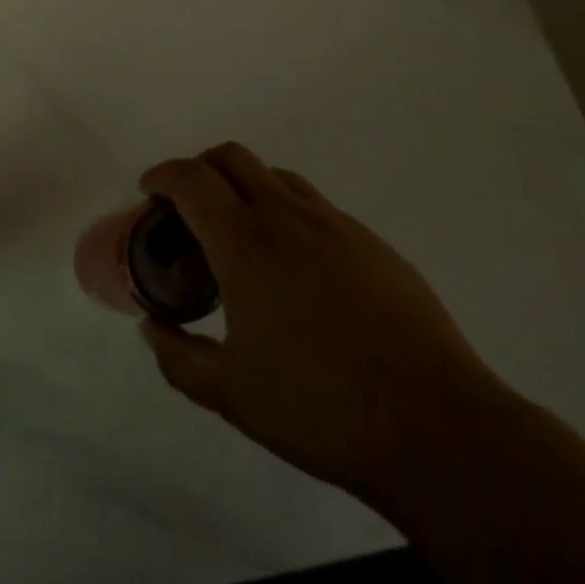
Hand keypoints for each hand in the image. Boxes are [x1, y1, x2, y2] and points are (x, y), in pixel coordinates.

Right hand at [137, 144, 510, 508]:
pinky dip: (288, 215)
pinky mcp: (373, 243)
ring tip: (242, 237)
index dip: (162, 175)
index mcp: (245, 242)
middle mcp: (287, 216)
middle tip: (189, 209)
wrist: (435, 426)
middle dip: (200, 168)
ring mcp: (335, 224)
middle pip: (232, 157)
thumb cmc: (319, 407)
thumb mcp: (230, 394)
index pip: (191, 179)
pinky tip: (297, 269)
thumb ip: (178, 357)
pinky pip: (316, 207)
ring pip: (277, 176)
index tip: (149, 191)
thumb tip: (152, 328)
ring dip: (246, 187)